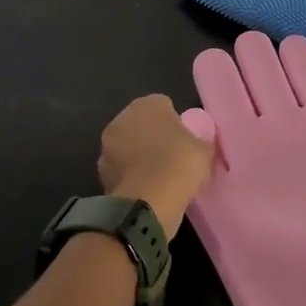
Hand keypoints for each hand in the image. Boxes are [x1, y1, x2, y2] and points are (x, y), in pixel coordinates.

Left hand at [98, 94, 213, 239]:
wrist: (149, 201)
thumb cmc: (180, 163)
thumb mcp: (204, 150)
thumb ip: (199, 142)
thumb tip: (197, 145)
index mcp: (147, 105)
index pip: (163, 106)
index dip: (175, 123)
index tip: (185, 141)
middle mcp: (121, 120)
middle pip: (141, 126)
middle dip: (153, 138)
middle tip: (172, 158)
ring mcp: (107, 148)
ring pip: (127, 149)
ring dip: (138, 158)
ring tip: (159, 179)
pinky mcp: (101, 175)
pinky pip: (122, 172)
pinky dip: (131, 178)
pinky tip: (147, 191)